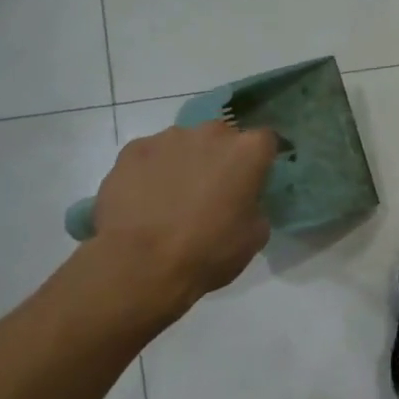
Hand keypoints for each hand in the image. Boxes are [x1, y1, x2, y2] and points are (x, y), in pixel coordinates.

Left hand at [84, 122, 274, 322]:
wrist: (142, 264)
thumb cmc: (209, 250)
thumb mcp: (255, 235)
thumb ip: (255, 205)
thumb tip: (244, 202)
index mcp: (247, 151)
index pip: (266, 140)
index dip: (260, 160)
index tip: (254, 180)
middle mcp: (211, 134)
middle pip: (223, 137)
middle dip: (221, 157)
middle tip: (214, 190)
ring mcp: (168, 138)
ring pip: (185, 144)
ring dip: (186, 162)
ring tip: (173, 197)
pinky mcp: (133, 150)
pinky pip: (151, 155)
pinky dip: (152, 170)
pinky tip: (146, 199)